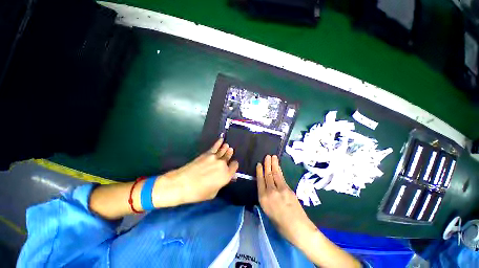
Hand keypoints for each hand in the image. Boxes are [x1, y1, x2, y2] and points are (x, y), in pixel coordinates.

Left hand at [152, 138, 238, 206]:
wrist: (182, 184)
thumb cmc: (198, 193)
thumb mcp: (213, 193)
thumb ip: (221, 183)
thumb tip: (225, 177)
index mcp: (226, 175)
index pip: (234, 166)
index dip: (234, 166)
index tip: (232, 166)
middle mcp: (223, 165)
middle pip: (229, 157)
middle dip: (230, 155)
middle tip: (230, 152)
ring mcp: (215, 158)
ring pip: (223, 150)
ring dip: (226, 148)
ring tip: (227, 146)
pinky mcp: (207, 154)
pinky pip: (215, 147)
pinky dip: (219, 143)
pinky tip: (221, 140)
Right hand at [256, 155, 317, 246]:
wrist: (298, 228)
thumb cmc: (280, 225)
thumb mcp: (268, 212)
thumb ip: (266, 199)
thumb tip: (266, 190)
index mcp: (263, 199)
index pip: (260, 181)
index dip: (259, 171)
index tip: (259, 164)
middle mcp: (270, 192)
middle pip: (267, 175)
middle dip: (267, 164)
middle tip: (267, 156)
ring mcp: (280, 189)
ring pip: (275, 174)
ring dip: (273, 164)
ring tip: (272, 157)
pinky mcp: (288, 189)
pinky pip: (281, 177)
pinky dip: (279, 171)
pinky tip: (278, 167)